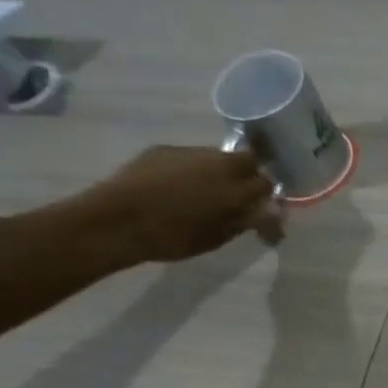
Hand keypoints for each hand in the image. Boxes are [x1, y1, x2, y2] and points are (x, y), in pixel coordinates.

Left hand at [78, 145, 281, 262]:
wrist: (119, 220)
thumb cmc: (173, 237)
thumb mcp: (218, 236)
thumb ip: (245, 220)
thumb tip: (269, 213)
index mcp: (236, 189)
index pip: (267, 184)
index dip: (267, 196)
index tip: (261, 210)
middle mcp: (219, 163)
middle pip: (248, 159)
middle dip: (250, 174)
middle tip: (240, 195)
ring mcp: (190, 152)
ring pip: (219, 157)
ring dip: (221, 171)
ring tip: (206, 192)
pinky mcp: (164, 150)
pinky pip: (191, 157)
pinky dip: (194, 170)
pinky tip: (179, 187)